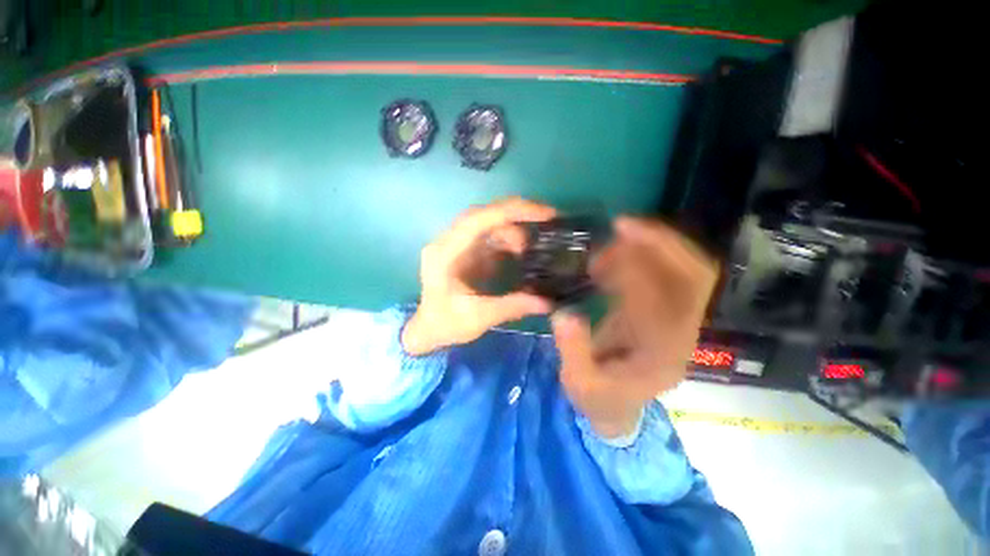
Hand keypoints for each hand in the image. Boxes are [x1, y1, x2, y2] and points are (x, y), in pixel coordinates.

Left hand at [403, 198, 555, 355]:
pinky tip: (523, 252)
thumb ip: (512, 306)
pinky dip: (509, 240)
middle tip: (549, 218)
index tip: (544, 213)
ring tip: (533, 248)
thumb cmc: (446, 323)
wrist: (429, 329)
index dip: (511, 211)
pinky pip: (490, 236)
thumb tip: (549, 302)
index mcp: (445, 252)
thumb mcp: (479, 318)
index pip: (478, 219)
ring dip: (514, 230)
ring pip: (489, 224)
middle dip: (518, 213)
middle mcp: (449, 241)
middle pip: (485, 214)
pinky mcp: (466, 251)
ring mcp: (458, 244)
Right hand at [552, 217, 718, 438]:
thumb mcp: (580, 384)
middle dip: (661, 242)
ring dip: (648, 246)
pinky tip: (609, 256)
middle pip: (694, 275)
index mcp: (666, 352)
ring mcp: (675, 318)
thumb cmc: (601, 398)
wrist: (617, 407)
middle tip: (621, 224)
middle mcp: (681, 330)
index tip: (607, 248)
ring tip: (609, 239)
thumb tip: (563, 313)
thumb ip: (573, 351)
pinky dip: (639, 257)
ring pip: (682, 269)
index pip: (674, 300)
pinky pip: (662, 274)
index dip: (644, 268)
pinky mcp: (661, 310)